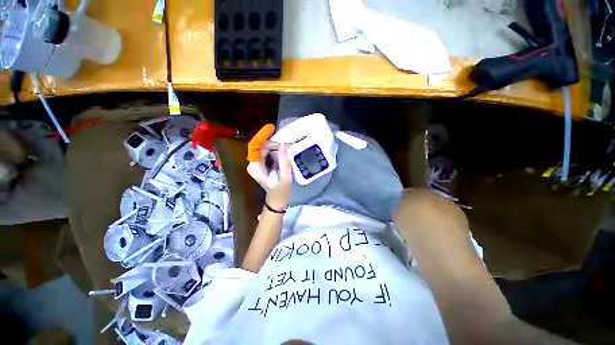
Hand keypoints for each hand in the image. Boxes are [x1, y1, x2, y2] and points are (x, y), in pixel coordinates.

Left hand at [247, 141, 292, 209]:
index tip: (272, 128)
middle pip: (261, 146)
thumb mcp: (285, 178)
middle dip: (275, 144)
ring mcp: (257, 165)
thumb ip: (284, 162)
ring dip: (276, 148)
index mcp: (256, 167)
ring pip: (265, 149)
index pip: (256, 146)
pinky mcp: (261, 165)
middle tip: (288, 147)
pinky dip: (275, 152)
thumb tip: (284, 144)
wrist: (276, 202)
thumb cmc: (280, 192)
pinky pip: (267, 153)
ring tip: (288, 151)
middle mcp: (253, 164)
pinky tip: (284, 155)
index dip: (263, 136)